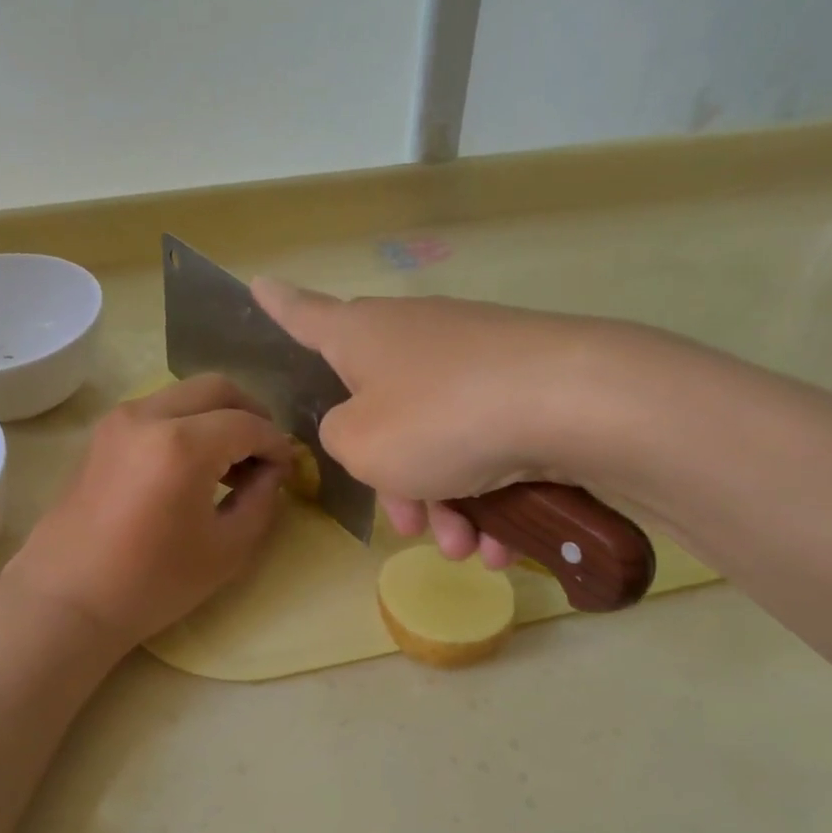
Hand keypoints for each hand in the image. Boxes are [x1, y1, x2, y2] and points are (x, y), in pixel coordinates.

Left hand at [2, 375, 292, 646]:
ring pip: (184, 394)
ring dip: (216, 416)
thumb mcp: (227, 550)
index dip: (277, 444)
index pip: (248, 424)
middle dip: (251, 413)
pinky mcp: (101, 435)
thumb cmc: (152, 583)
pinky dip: (186, 423)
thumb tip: (272, 472)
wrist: (67, 599)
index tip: (288, 470)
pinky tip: (193, 465)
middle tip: (264, 453)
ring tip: (230, 462)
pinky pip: (157, 409)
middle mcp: (148, 415)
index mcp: (183, 445)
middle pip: (216, 388)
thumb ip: (262, 501)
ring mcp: (118, 421)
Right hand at [252, 280, 638, 566]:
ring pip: (437, 443)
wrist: (572, 404)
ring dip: (443, 503)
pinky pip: (484, 447)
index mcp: (361, 337)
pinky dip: (487, 497)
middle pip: (381, 412)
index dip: (277, 306)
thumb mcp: (360, 444)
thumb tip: (360, 427)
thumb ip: (338, 438)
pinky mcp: (521, 386)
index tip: (259, 284)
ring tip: (465, 548)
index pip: (304, 315)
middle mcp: (414, 338)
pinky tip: (501, 546)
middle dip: (392, 480)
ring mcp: (472, 360)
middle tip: (407, 525)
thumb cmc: (439, 419)